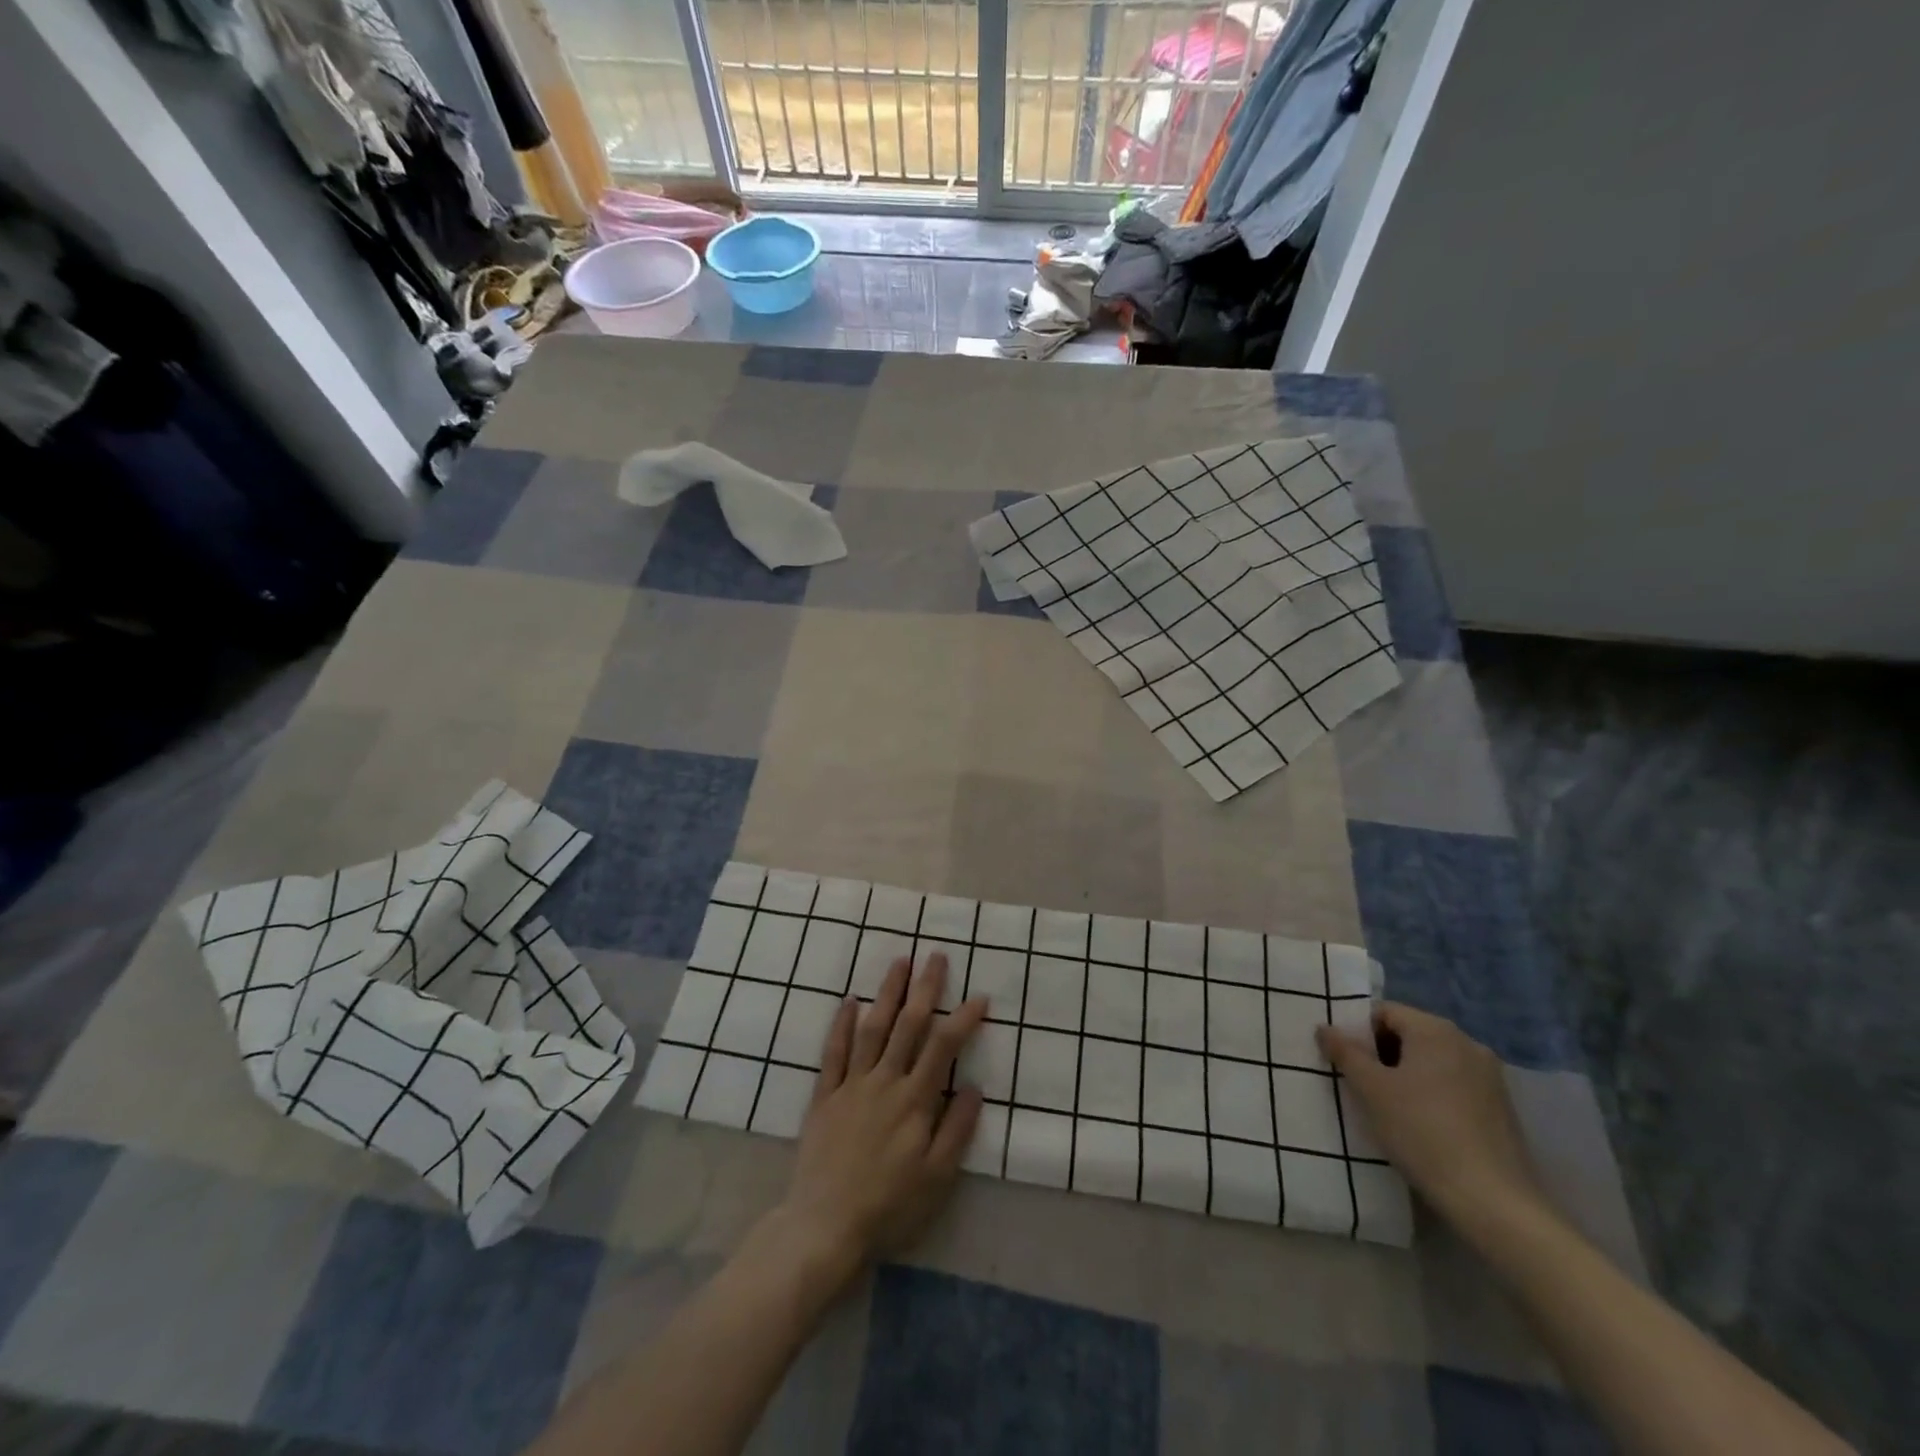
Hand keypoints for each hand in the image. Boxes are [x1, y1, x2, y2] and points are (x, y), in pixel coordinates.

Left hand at [769, 954, 987, 1281]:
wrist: (824, 1226)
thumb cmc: (889, 1206)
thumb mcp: (936, 1179)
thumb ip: (956, 1130)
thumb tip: (976, 1087)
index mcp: (914, 1101)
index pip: (943, 1048)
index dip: (963, 1019)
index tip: (980, 998)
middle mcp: (885, 1082)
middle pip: (908, 1026)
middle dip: (925, 988)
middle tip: (936, 956)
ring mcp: (852, 1085)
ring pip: (873, 1028)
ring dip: (888, 993)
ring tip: (900, 961)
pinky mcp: (825, 1096)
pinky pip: (834, 1052)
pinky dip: (842, 1024)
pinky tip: (850, 1000)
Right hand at [1317, 1002, 1543, 1227]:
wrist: (1493, 1201)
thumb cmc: (1421, 1132)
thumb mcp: (1370, 1089)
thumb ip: (1344, 1052)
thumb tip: (1325, 1028)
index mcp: (1435, 1029)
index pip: (1384, 1012)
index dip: (1359, 1033)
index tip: (1347, 1063)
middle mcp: (1467, 1042)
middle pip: (1409, 1034)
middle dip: (1382, 1054)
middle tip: (1363, 1086)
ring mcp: (1490, 1076)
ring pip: (1432, 1060)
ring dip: (1406, 1075)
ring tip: (1391, 1108)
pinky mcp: (1502, 1106)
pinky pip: (1454, 1084)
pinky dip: (1432, 1093)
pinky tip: (1423, 1125)